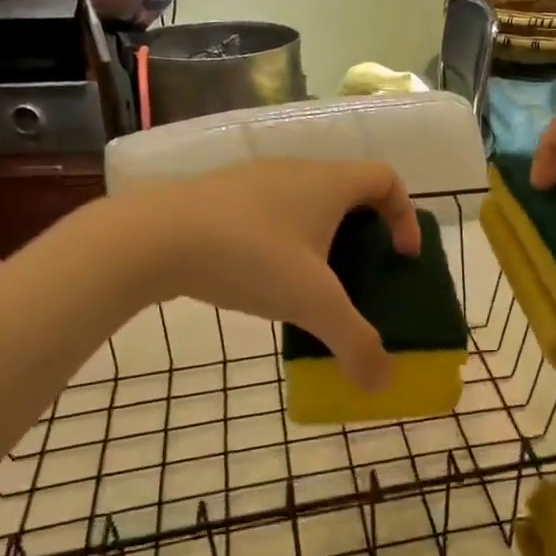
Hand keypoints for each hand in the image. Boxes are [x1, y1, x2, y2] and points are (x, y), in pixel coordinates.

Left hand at [111, 159, 420, 390]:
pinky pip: (269, 213)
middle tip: (361, 273)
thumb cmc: (249, 257)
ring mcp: (253, 180)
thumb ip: (355, 343)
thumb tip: (384, 384)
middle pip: (348, 190)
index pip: (387, 179)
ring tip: (312, 283)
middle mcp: (296, 171)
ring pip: (305, 202)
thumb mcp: (312, 305)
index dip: (406, 216)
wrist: (150, 237)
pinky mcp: (218, 196)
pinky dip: (282, 241)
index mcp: (329, 183)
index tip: (401, 256)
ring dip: (321, 238)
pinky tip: (262, 278)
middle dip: (364, 232)